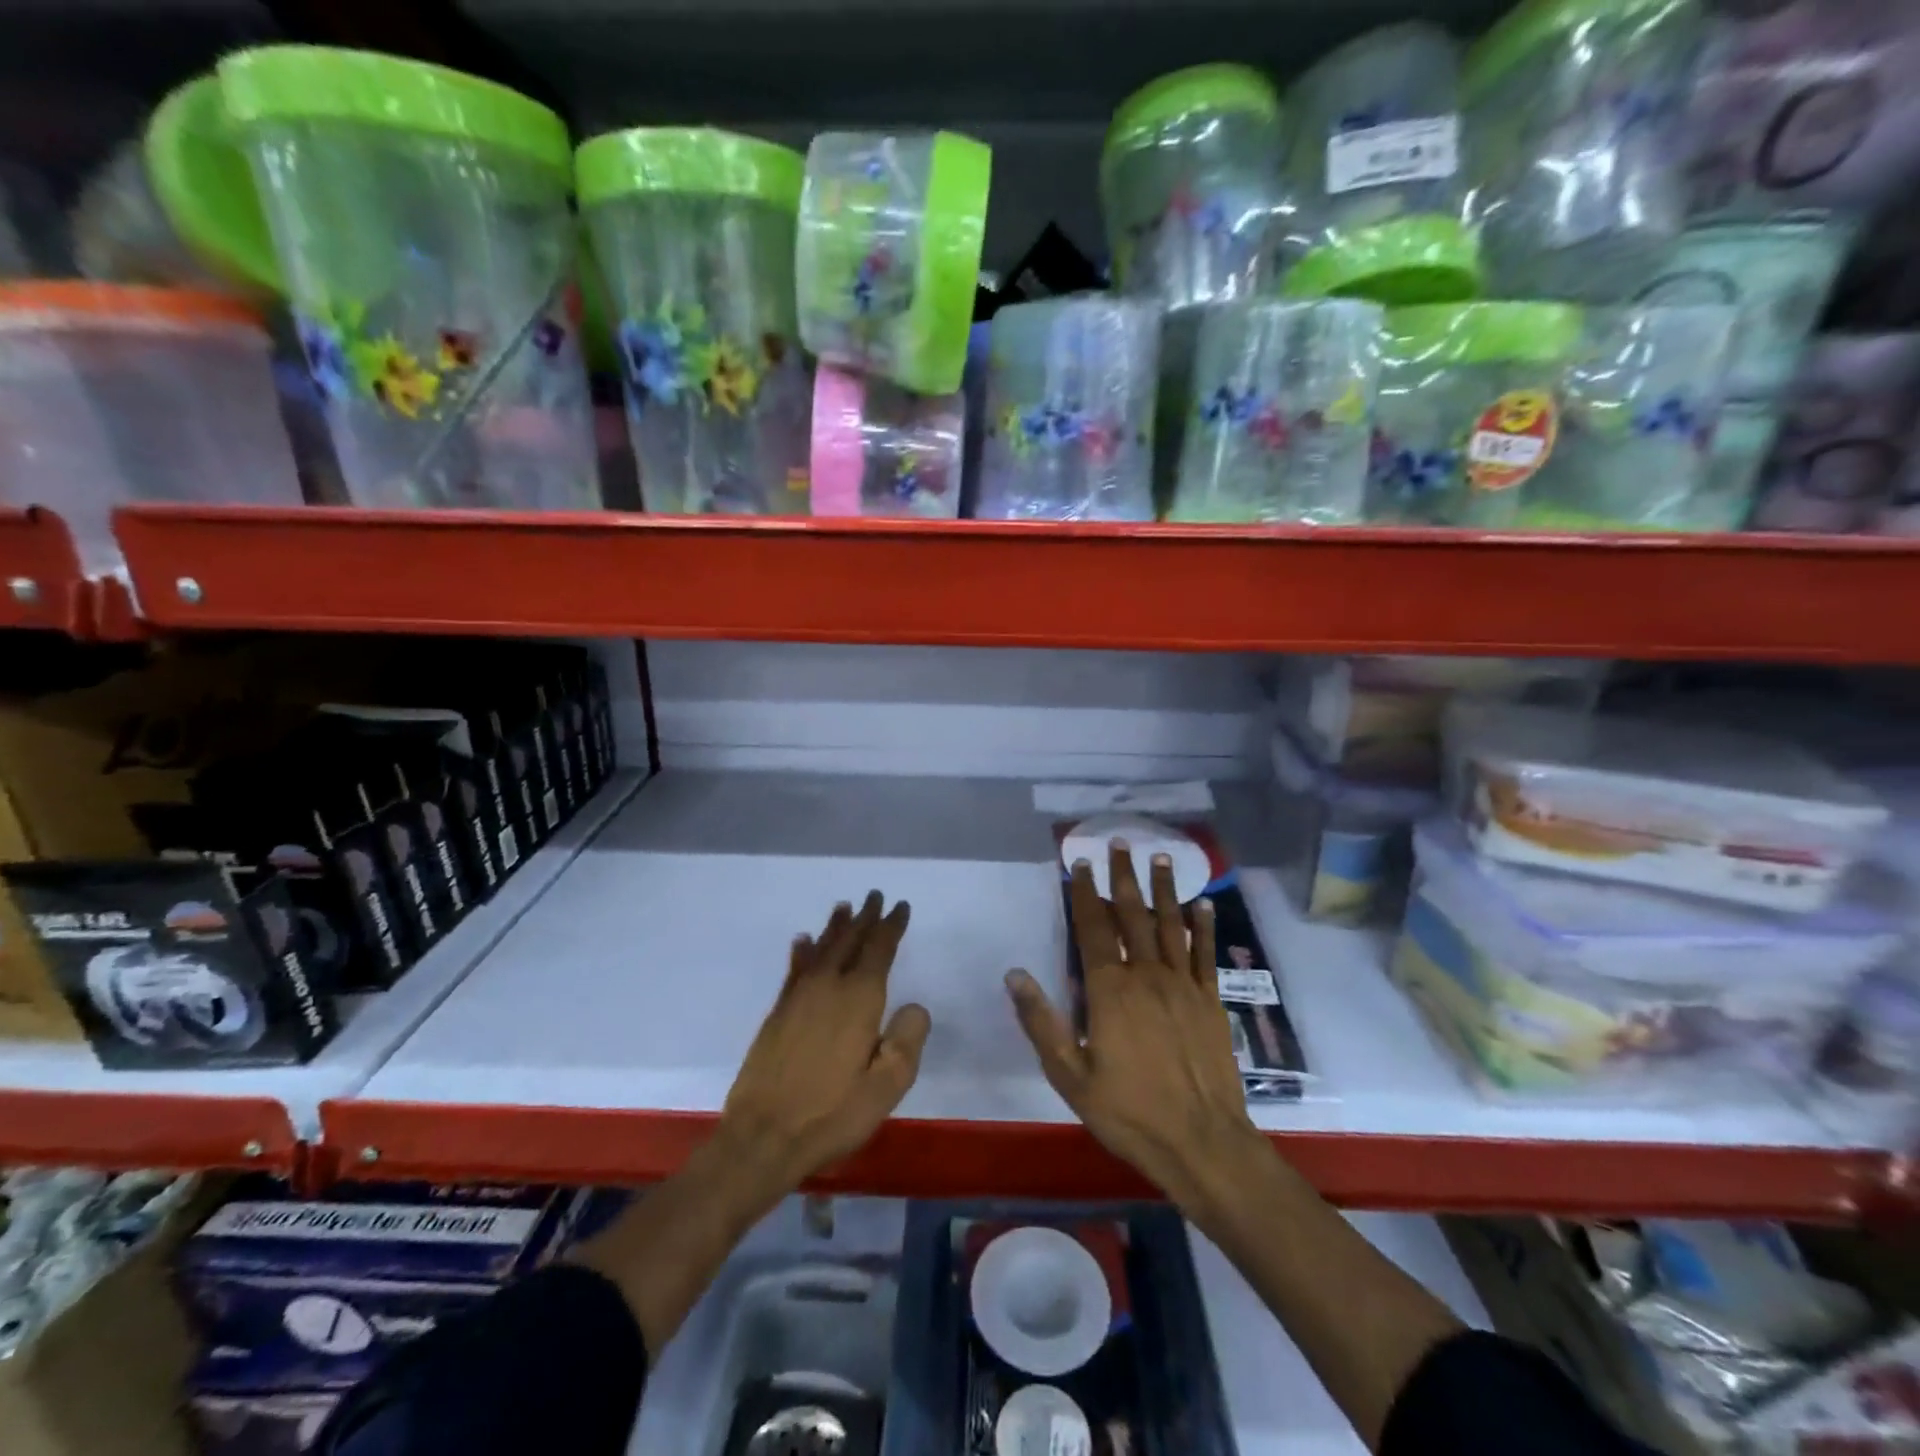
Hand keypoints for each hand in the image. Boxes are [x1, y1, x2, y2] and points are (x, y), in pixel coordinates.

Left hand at [719, 891, 931, 1196]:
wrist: (763, 1136)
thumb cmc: (833, 1113)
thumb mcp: (886, 1086)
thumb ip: (907, 1041)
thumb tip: (915, 1006)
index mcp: (859, 999)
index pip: (879, 949)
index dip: (891, 926)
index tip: (900, 906)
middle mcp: (829, 986)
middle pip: (849, 941)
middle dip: (865, 918)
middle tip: (874, 896)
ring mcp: (799, 997)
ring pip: (822, 949)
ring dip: (835, 927)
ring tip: (844, 907)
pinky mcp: (778, 1012)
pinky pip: (795, 969)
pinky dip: (802, 951)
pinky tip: (803, 941)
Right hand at [1006, 841, 1267, 1212]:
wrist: (1202, 1143)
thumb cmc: (1129, 1112)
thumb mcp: (1070, 1075)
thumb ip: (1041, 1022)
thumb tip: (1014, 974)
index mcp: (1109, 990)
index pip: (1093, 928)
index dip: (1084, 893)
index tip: (1078, 863)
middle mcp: (1147, 976)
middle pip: (1132, 915)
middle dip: (1122, 877)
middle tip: (1118, 843)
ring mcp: (1183, 986)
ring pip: (1170, 926)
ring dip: (1164, 889)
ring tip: (1160, 858)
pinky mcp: (1211, 1001)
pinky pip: (1205, 954)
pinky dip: (1203, 927)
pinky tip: (1203, 904)